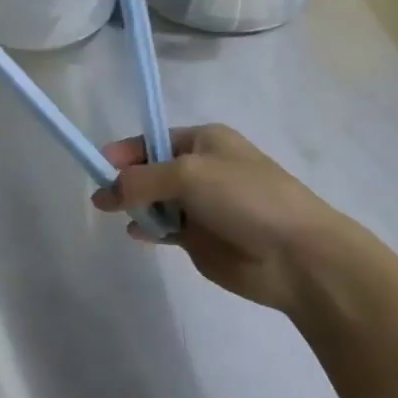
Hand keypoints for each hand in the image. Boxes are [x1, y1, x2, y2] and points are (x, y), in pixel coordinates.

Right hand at [93, 124, 345, 314]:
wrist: (300, 257)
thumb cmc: (245, 199)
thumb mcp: (187, 175)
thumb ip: (140, 181)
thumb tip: (104, 194)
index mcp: (204, 141)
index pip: (151, 139)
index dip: (124, 151)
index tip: (98, 165)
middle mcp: (201, 169)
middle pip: (149, 170)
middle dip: (126, 180)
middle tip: (104, 197)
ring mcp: (202, 206)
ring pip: (155, 200)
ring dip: (136, 206)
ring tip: (117, 214)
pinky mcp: (202, 239)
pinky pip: (165, 228)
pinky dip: (148, 229)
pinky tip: (136, 234)